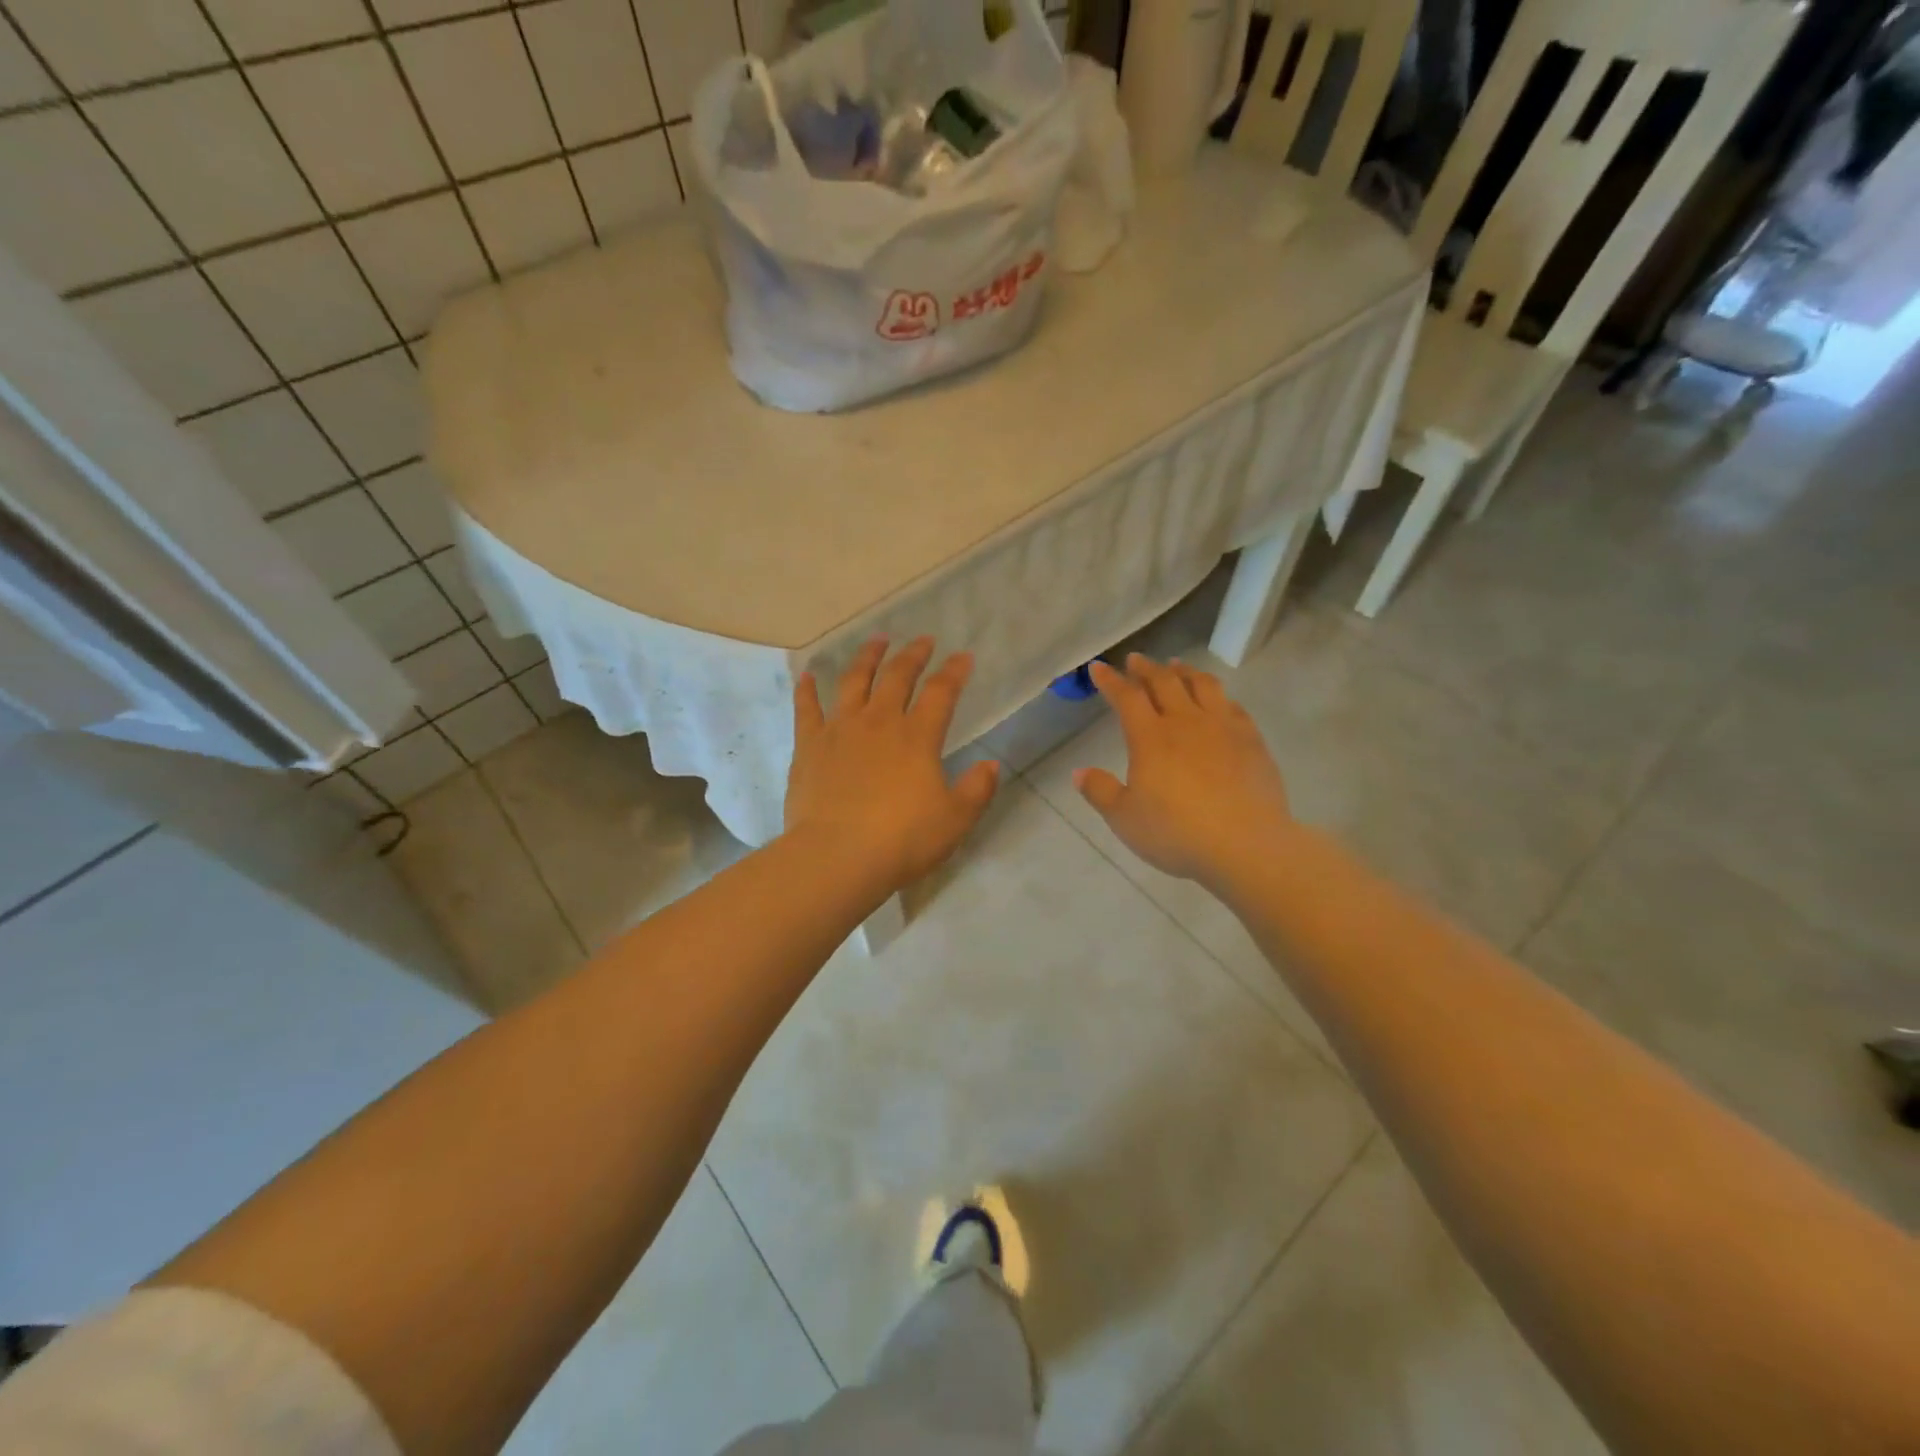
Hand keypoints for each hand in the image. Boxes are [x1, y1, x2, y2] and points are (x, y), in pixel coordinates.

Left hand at [786, 638, 1000, 891]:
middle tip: (923, 640)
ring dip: (866, 657)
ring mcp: (840, 730)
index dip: (954, 672)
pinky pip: (806, 709)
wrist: (837, 856)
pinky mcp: (809, 746)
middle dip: (913, 655)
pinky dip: (806, 690)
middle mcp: (879, 722)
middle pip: (897, 676)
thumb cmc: (902, 839)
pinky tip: (806, 676)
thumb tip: (991, 765)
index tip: (962, 657)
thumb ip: (976, 790)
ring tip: (876, 640)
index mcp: (917, 736)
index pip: (941, 692)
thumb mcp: (954, 820)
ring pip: (853, 681)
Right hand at [1075, 655, 1294, 890]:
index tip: (1098, 667)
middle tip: (1136, 660)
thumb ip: (1100, 792)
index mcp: (1150, 737)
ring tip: (1176, 666)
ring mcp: (1223, 728)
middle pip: (1164, 682)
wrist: (1245, 845)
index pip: (1126, 697)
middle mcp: (1186, 722)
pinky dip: (1218, 696)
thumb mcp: (1125, 819)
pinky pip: (1233, 706)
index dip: (1110, 680)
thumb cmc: (1176, 833)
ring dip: (1184, 672)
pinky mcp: (1252, 741)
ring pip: (1202, 685)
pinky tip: (1217, 700)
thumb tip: (1079, 772)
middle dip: (1146, 668)